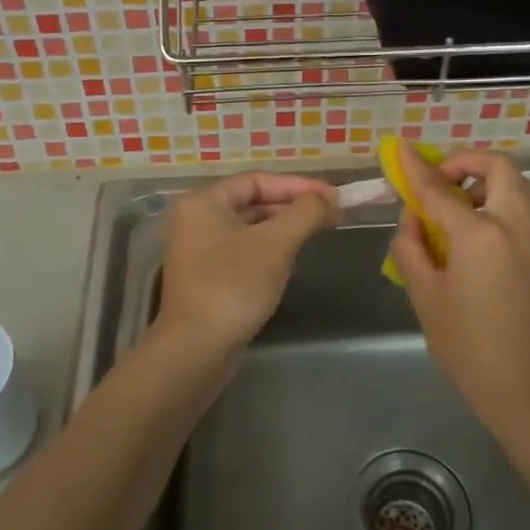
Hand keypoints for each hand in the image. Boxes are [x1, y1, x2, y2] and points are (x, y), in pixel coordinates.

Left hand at [154, 173, 339, 368]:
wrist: (197, 349)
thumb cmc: (234, 286)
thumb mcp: (275, 244)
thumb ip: (305, 214)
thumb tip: (330, 198)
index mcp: (204, 202)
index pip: (257, 180)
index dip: (297, 185)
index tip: (332, 195)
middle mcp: (197, 220)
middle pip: (253, 201)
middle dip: (293, 206)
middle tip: (332, 214)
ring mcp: (199, 250)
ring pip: (250, 227)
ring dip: (284, 227)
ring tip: (319, 232)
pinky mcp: (208, 276)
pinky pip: (243, 250)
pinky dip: (269, 248)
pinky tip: (292, 258)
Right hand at [387, 142, 529, 431]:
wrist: (524, 389)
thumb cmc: (466, 346)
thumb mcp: (424, 297)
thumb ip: (411, 248)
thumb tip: (412, 219)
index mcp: (480, 236)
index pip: (441, 189)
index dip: (417, 168)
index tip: (400, 150)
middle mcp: (513, 227)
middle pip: (498, 168)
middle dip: (466, 162)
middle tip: (439, 180)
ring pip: (518, 185)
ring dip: (487, 180)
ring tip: (456, 206)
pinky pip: (523, 209)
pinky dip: (499, 200)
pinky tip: (473, 231)